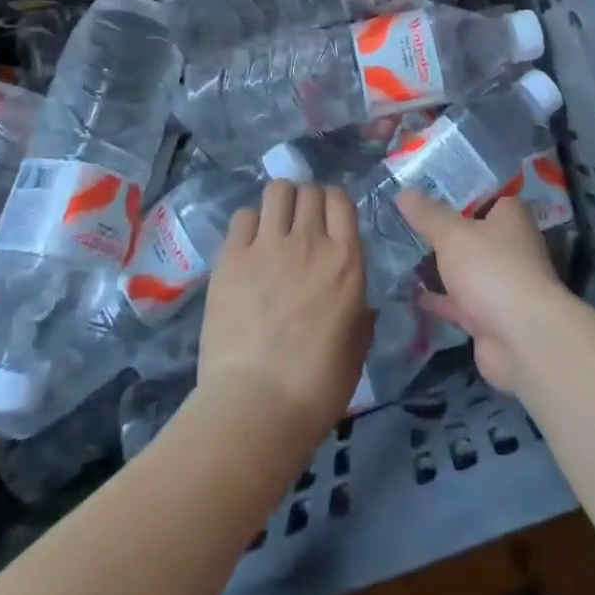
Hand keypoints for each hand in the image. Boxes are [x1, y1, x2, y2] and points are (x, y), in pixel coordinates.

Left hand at [200, 181, 370, 449]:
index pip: (341, 200)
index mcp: (346, 260)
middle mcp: (310, 241)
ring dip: (279, 202)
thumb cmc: (316, 385)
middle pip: (309, 190)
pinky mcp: (232, 257)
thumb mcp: (356, 348)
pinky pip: (243, 216)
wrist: (257, 404)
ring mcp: (268, 245)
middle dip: (307, 200)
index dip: (334, 202)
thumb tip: (362, 305)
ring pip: (276, 191)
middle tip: (300, 224)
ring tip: (274, 225)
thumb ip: (361, 316)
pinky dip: (249, 223)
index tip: (328, 218)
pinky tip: (248, 245)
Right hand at [396, 191, 564, 393]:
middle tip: (400, 217)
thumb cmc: (491, 269)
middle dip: (438, 227)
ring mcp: (499, 280)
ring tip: (397, 251)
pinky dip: (436, 297)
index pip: (482, 192)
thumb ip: (427, 214)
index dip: (453, 187)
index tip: (420, 184)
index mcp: (510, 215)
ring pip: (462, 266)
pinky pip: (456, 299)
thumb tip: (403, 191)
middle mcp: (509, 244)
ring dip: (436, 263)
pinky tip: (406, 291)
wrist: (521, 339)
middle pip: (469, 229)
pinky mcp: (488, 314)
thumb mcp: (452, 234)